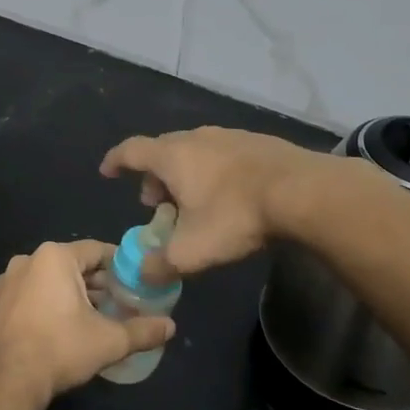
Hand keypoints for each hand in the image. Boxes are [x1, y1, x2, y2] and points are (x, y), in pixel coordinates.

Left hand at [0, 241, 174, 408]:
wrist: (7, 382)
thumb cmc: (60, 349)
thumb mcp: (108, 340)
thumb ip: (142, 330)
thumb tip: (171, 327)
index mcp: (54, 257)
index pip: (97, 251)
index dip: (120, 265)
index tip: (137, 281)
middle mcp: (28, 260)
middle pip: (73, 264)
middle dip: (98, 282)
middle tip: (121, 303)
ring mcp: (8, 281)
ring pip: (51, 279)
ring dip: (74, 293)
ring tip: (97, 316)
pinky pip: (32, 293)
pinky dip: (50, 303)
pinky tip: (65, 326)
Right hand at [99, 127, 334, 278]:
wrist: (302, 192)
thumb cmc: (235, 216)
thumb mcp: (192, 251)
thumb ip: (160, 264)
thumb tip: (142, 274)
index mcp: (172, 156)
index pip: (130, 150)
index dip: (115, 161)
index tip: (107, 172)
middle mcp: (196, 137)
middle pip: (163, 151)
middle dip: (154, 177)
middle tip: (157, 204)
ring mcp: (229, 135)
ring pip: (194, 151)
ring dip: (185, 174)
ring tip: (194, 202)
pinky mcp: (257, 142)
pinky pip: (222, 154)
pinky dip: (213, 171)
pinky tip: (229, 195)